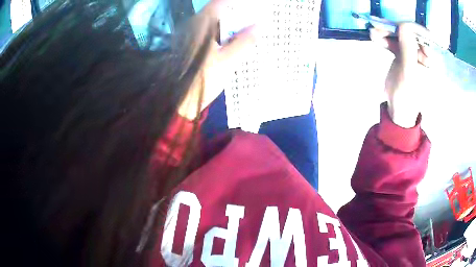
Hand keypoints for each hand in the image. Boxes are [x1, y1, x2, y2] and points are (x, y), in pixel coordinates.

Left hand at [176, 0, 257, 119]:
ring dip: (230, 22)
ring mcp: (192, 36)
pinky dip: (223, 32)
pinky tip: (234, 38)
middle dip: (236, 12)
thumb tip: (259, 26)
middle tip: (254, 17)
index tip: (252, 6)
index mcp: (201, 27)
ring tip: (248, 27)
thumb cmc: (204, 80)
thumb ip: (244, 42)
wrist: (181, 101)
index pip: (219, 3)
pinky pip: (211, 31)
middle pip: (217, 11)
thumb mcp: (228, 61)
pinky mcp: (193, 45)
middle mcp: (194, 27)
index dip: (236, 3)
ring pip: (214, 21)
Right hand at [371, 23, 433, 127]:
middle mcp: (425, 54)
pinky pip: (395, 41)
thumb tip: (403, 25)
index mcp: (432, 61)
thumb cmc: (407, 97)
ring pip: (401, 36)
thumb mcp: (409, 74)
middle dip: (394, 29)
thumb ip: (408, 49)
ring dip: (387, 33)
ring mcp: (414, 54)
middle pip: (410, 34)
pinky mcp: (404, 54)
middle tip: (378, 26)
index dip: (408, 28)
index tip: (394, 26)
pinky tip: (376, 38)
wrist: (398, 110)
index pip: (423, 36)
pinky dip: (385, 38)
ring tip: (373, 32)